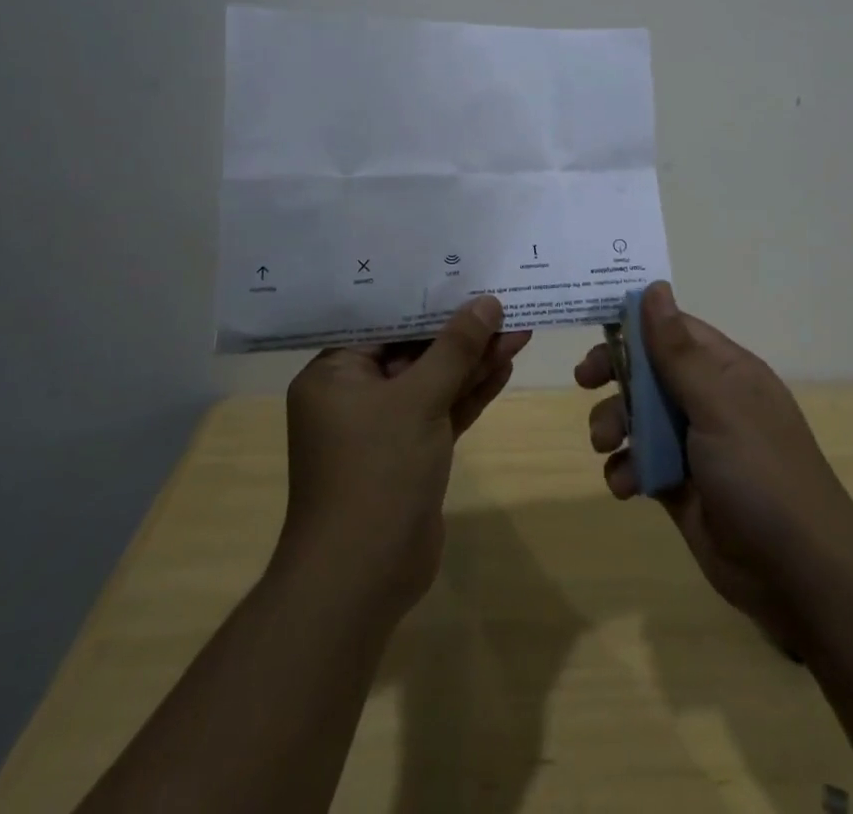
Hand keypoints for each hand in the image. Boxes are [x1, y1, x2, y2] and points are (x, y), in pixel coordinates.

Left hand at [281, 296, 529, 618]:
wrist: (362, 580)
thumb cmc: (376, 473)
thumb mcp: (418, 400)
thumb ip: (454, 349)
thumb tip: (486, 303)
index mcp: (334, 373)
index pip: (383, 321)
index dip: (425, 298)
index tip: (463, 273)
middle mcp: (354, 394)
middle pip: (412, 349)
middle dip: (460, 332)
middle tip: (503, 302)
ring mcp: (383, 426)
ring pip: (433, 381)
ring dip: (473, 360)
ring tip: (518, 329)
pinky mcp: (410, 453)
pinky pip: (442, 410)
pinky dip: (471, 392)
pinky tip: (505, 365)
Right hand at [576, 282, 852, 650]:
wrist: (800, 576)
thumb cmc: (761, 473)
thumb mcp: (717, 404)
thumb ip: (678, 351)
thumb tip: (654, 287)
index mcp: (726, 371)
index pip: (673, 330)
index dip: (634, 324)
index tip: (594, 327)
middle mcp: (709, 401)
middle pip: (650, 371)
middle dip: (616, 375)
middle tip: (585, 381)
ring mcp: (694, 446)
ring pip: (638, 417)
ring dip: (614, 425)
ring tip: (605, 444)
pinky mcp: (680, 486)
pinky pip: (640, 463)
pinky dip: (625, 470)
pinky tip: (624, 486)